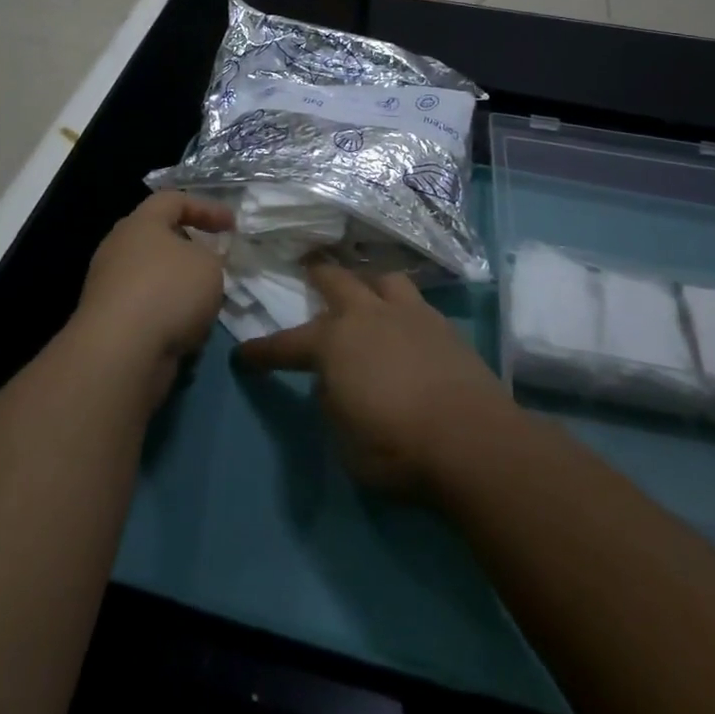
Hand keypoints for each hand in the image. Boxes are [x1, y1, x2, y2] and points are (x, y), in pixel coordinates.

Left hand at [73, 191, 233, 398]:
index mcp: (141, 223)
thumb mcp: (208, 265)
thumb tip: (199, 263)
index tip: (232, 225)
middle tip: (216, 261)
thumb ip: (211, 257)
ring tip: (207, 302)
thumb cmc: (168, 291)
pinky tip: (187, 331)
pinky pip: (145, 309)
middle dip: (190, 249)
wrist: (119, 353)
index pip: (174, 199)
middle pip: (159, 238)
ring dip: (180, 287)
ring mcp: (109, 286)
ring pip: (153, 277)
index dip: (206, 207)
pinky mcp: (108, 321)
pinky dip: (167, 315)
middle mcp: (119, 248)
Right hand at [235, 265, 514, 490]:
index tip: (244, 355)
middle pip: (334, 279)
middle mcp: (366, 315)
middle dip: (317, 273)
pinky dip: (403, 305)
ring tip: (365, 288)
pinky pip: (415, 301)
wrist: (471, 439)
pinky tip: (406, 320)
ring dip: (367, 280)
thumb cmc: (396, 447)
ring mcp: (408, 313)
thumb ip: (332, 402)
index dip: (262, 351)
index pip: (286, 345)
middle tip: (308, 267)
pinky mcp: (442, 324)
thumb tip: (334, 382)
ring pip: (381, 278)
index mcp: (333, 343)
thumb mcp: (344, 440)